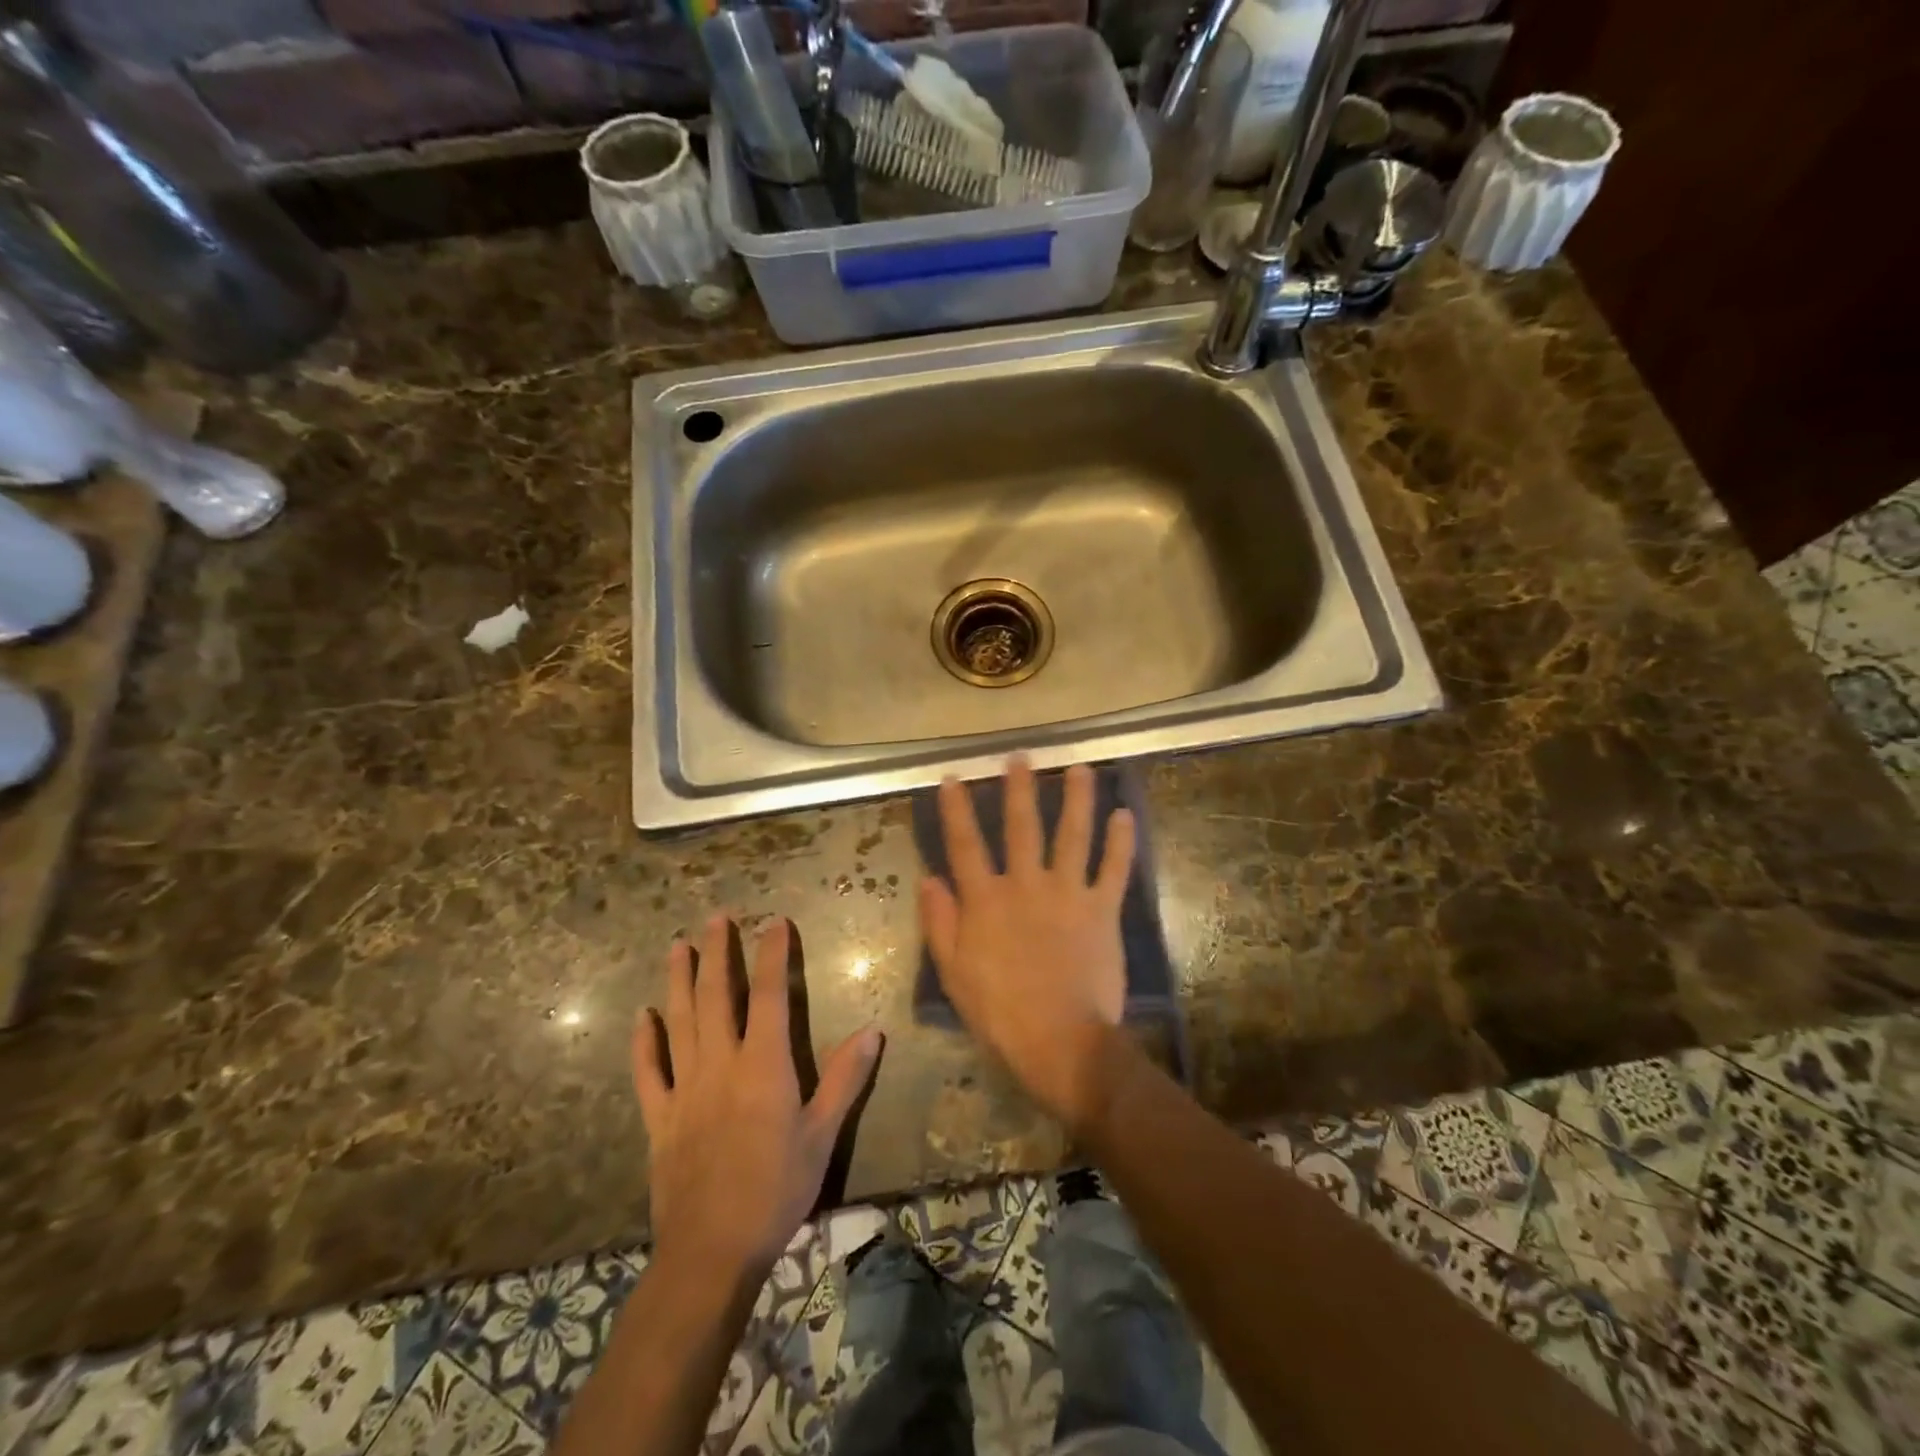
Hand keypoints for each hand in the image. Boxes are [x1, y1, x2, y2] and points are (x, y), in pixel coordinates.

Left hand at [633, 915, 881, 1281]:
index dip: (773, 955)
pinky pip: (649, 1072)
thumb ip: (845, 1079)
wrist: (711, 1251)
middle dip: (718, 954)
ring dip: (679, 982)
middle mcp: (721, 1065)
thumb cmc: (776, 1190)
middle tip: (716, 918)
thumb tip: (872, 1030)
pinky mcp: (660, 1118)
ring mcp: (685, 1089)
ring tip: (677, 947)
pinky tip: (643, 1016)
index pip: (770, 995)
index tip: (774, 922)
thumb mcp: (822, 1136)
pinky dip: (645, 1042)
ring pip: (680, 1022)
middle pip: (717, 997)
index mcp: (763, 1065)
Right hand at [919, 758, 1135, 1129]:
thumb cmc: (999, 1013)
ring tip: (1081, 768)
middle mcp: (1026, 885)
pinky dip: (1121, 843)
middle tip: (1022, 757)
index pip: (965, 845)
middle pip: (1022, 827)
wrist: (1060, 1041)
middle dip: (1020, 789)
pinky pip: (1114, 870)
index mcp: (986, 900)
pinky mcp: (1102, 910)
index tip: (953, 777)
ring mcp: (1068, 893)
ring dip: (1077, 799)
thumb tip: (929, 878)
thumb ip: (940, 922)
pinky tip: (1124, 815)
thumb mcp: (953, 972)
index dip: (957, 810)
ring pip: (1073, 835)